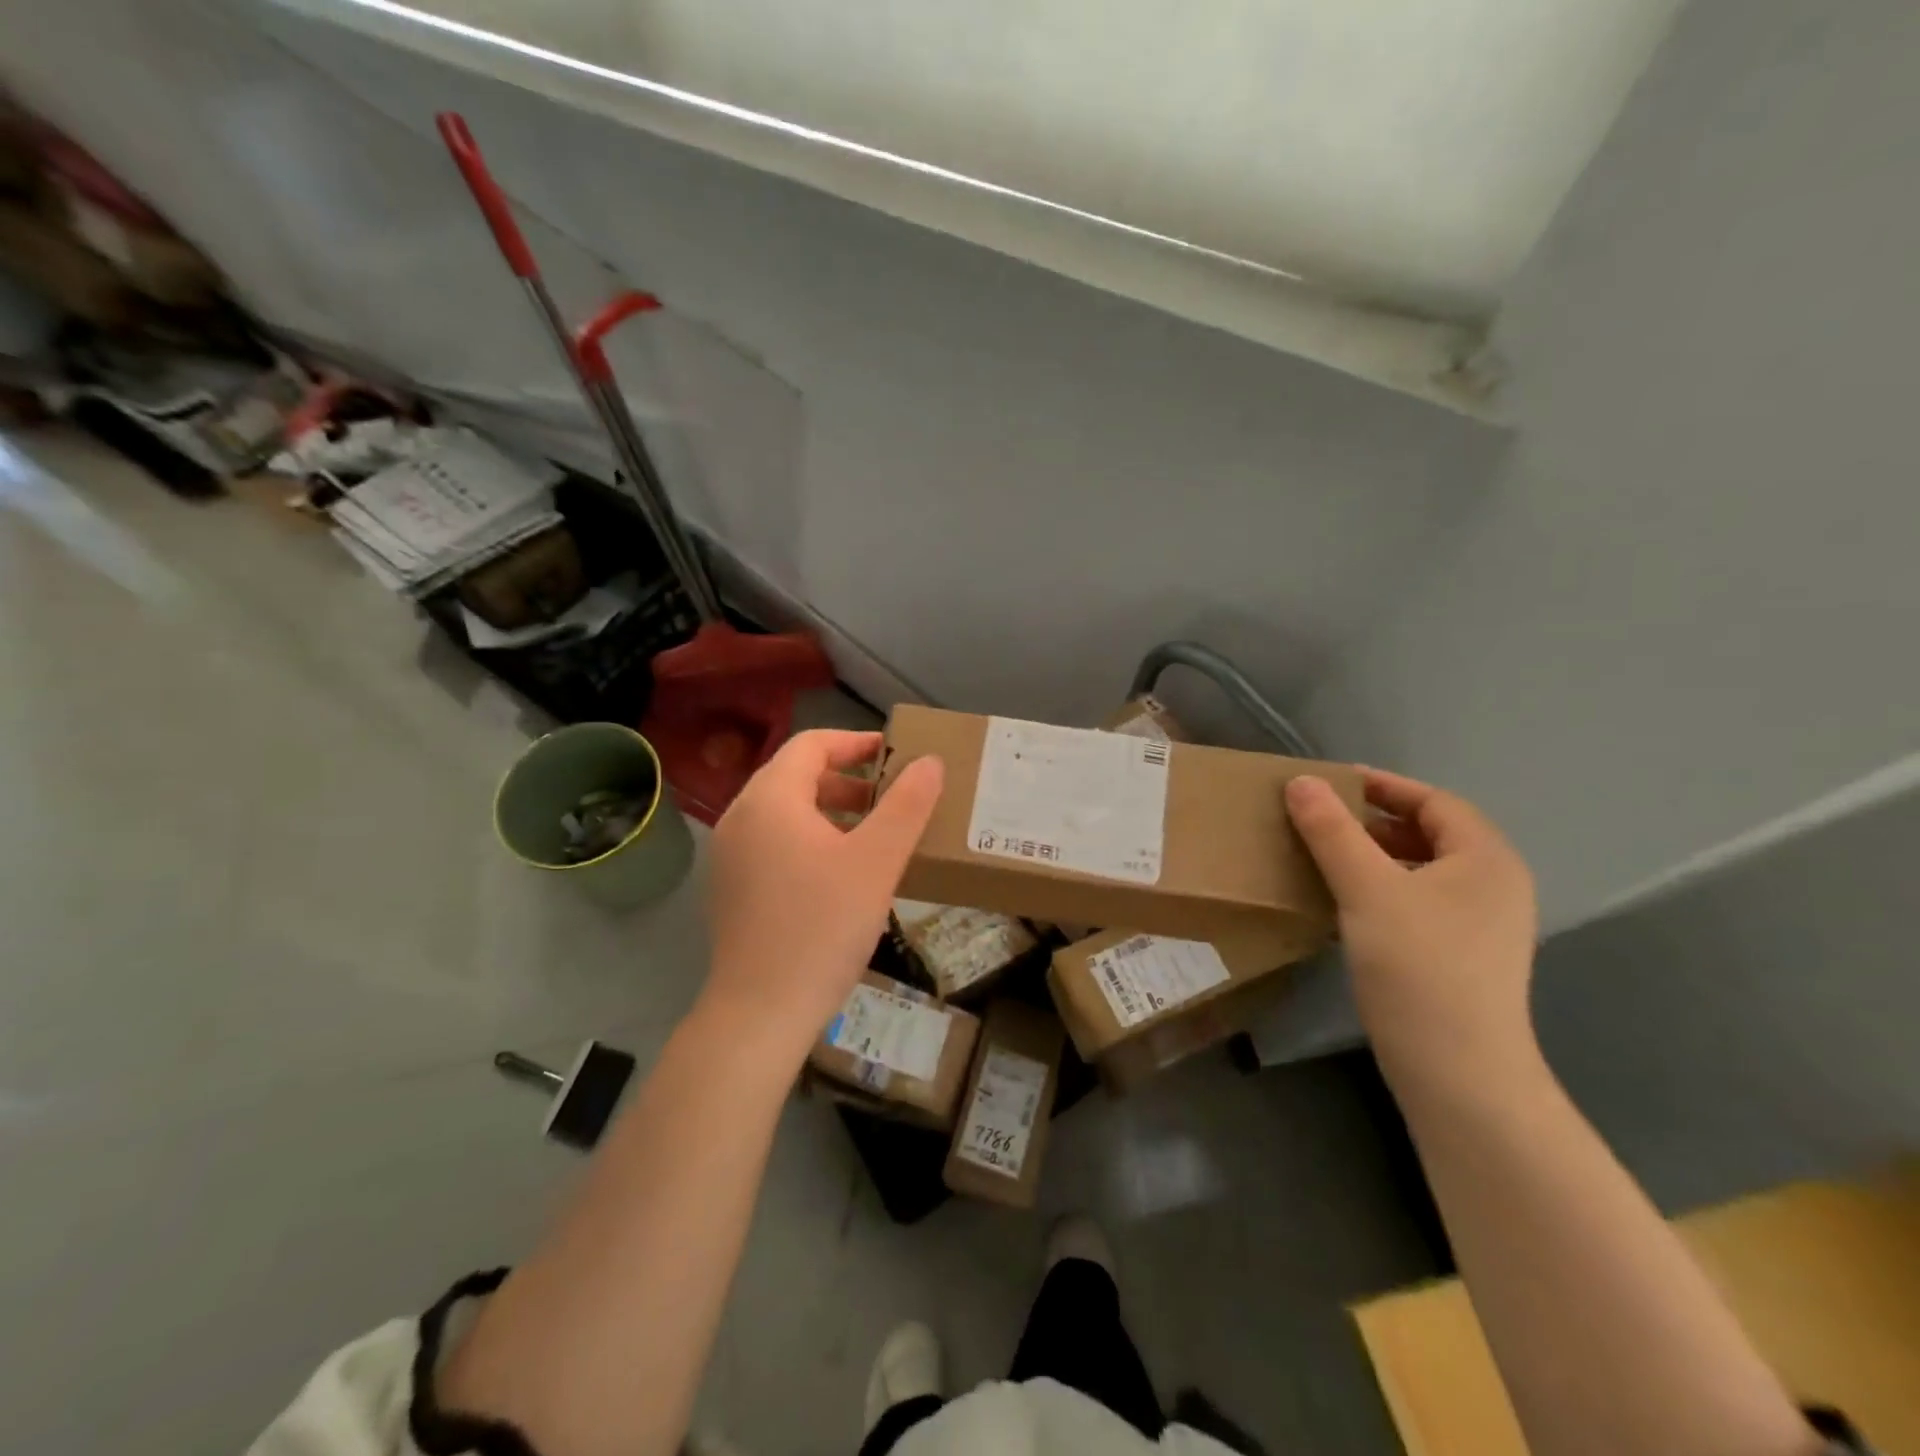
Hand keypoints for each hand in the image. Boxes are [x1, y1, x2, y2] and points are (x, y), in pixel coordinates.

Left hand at [702, 730, 943, 1055]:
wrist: (760, 1013)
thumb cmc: (823, 927)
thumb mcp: (877, 861)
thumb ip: (907, 806)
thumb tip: (930, 762)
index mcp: (770, 798)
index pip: (812, 745)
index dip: (857, 742)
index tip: (896, 755)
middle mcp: (740, 817)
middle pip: (796, 776)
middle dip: (847, 779)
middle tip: (891, 799)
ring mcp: (729, 855)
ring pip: (784, 812)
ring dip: (830, 810)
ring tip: (873, 835)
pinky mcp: (730, 888)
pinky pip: (773, 842)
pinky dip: (809, 839)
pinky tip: (840, 874)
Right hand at [1285, 768, 1538, 1087]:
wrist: (1458, 1072)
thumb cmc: (1418, 966)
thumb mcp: (1366, 889)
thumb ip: (1332, 831)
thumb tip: (1301, 782)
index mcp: (1486, 859)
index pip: (1433, 801)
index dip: (1383, 785)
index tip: (1331, 780)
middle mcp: (1494, 885)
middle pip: (1432, 833)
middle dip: (1376, 820)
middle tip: (1321, 817)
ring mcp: (1483, 925)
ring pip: (1424, 869)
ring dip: (1376, 854)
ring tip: (1326, 855)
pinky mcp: (1463, 957)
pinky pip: (1420, 900)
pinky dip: (1383, 887)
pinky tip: (1346, 902)